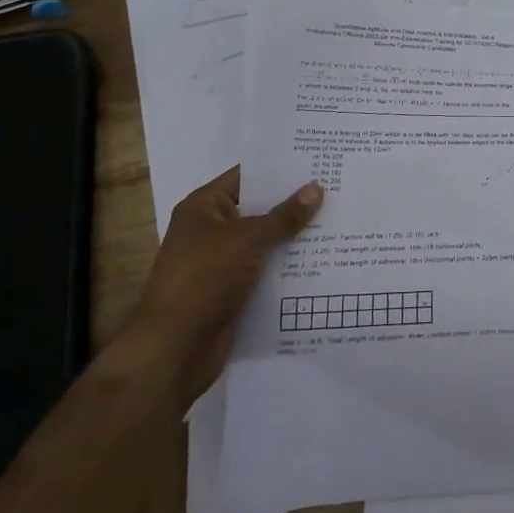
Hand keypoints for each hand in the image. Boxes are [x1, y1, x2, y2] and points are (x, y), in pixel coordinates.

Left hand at [114, 167, 322, 411]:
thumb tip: (317, 188)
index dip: (280, 170)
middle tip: (337, 189)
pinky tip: (323, 259)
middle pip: (259, 209)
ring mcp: (222, 262)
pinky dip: (289, 266)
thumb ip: (284, 216)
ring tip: (339, 222)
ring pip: (266, 242)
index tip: (317, 161)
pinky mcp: (233, 291)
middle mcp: (211, 230)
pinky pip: (266, 269)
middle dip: (294, 203)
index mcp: (204, 208)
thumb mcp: (248, 240)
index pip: (247, 177)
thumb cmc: (204, 279)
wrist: (174, 350)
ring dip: (295, 237)